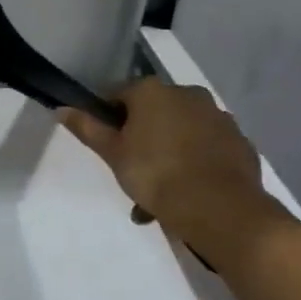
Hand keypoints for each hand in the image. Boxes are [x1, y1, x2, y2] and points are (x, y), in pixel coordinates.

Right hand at [59, 80, 286, 255]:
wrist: (220, 208)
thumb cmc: (155, 174)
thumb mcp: (112, 153)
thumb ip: (87, 128)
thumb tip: (61, 109)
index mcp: (152, 91)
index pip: (117, 95)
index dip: (107, 118)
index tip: (106, 145)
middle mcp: (187, 94)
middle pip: (152, 112)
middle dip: (141, 137)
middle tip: (131, 170)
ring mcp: (218, 116)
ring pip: (180, 131)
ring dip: (167, 152)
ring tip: (158, 192)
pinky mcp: (239, 141)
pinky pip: (206, 147)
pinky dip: (194, 161)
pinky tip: (187, 191)